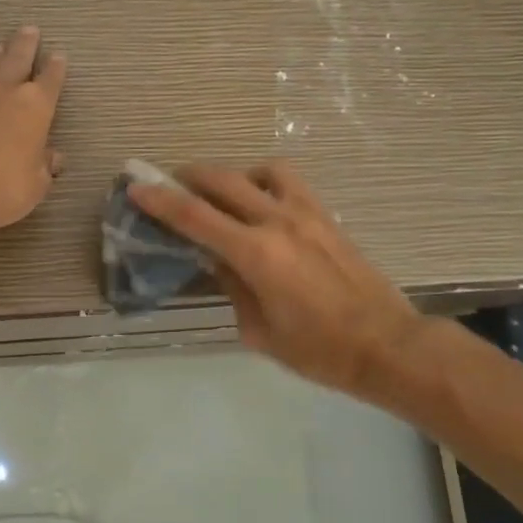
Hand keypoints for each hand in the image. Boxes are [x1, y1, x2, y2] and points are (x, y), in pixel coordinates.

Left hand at [0, 26, 67, 239]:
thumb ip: (43, 166)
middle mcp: (3, 92)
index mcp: (34, 107)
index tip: (59, 55)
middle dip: (25, 44)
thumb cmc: (0, 189)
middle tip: (29, 30)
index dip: (56, 67)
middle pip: (16, 58)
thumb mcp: (34, 185)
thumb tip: (52, 157)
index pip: (50, 79)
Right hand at [128, 161, 425, 395]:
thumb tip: (217, 260)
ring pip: (261, 171)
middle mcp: (279, 222)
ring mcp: (307, 214)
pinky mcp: (327, 216)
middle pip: (224, 180)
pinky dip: (266, 183)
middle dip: (189, 177)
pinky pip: (290, 183)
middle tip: (169, 184)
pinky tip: (262, 206)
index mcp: (256, 254)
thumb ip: (232, 287)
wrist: (386, 345)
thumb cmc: (318, 351)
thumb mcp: (259, 331)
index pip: (195, 217)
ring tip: (223, 196)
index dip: (160, 201)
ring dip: (233, 176)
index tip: (136, 187)